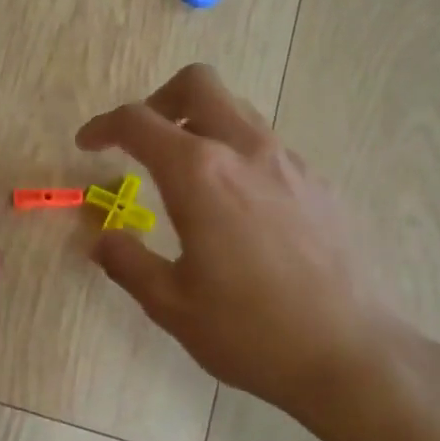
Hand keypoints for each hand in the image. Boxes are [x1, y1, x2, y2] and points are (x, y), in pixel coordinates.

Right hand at [75, 64, 410, 437]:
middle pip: (198, 85)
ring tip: (185, 176)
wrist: (352, 355)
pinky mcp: (320, 186)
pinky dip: (236, 156)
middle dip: (159, 101)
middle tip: (142, 141)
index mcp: (200, 174)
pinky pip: (267, 148)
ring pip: (237, 112)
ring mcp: (291, 164)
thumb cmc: (250, 331)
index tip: (87, 144)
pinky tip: (236, 210)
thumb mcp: (170, 304)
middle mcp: (246, 152)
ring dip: (201, 126)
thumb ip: (126, 261)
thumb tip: (102, 238)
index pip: (140, 122)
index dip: (104, 126)